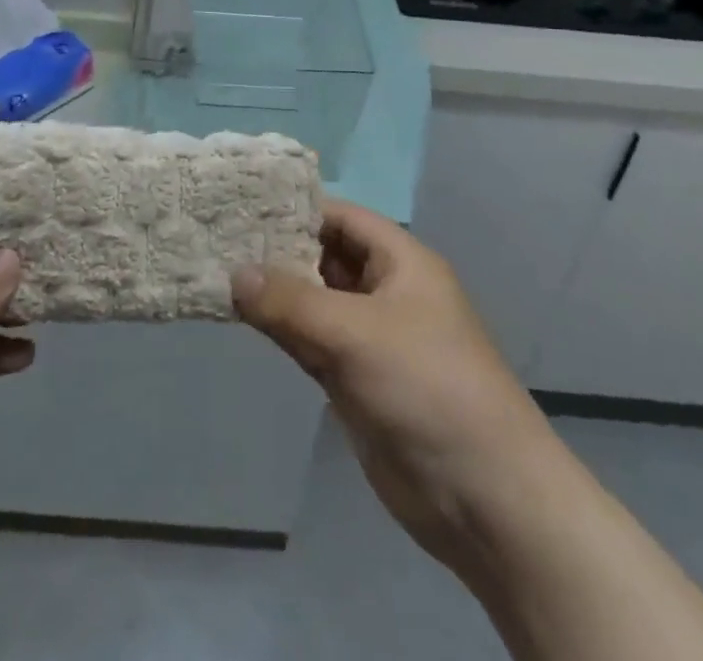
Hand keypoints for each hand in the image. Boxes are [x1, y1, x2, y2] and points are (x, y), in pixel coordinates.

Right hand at [232, 200, 547, 589]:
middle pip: (325, 258)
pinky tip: (244, 319)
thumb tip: (234, 274)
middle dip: (278, 251)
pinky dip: (283, 331)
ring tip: (220, 271)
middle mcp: (386, 291)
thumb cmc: (426, 386)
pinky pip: (313, 343)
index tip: (242, 206)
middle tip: (220, 239)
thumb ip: (290, 302)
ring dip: (276, 293)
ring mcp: (371, 338)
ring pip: (315, 303)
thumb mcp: (354, 333)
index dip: (296, 210)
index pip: (341, 218)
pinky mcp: (357, 380)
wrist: (482, 496)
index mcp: (401, 261)